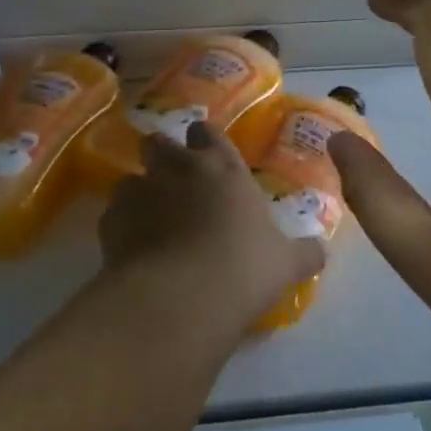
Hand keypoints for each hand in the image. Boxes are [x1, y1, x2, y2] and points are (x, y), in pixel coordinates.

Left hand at [99, 122, 324, 338]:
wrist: (181, 297)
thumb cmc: (244, 268)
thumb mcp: (286, 263)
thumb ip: (304, 253)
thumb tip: (320, 251)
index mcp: (222, 167)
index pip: (208, 133)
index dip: (204, 139)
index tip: (205, 151)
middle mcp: (178, 169)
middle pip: (159, 143)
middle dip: (162, 155)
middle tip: (173, 181)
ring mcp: (140, 191)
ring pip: (131, 178)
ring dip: (140, 192)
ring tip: (149, 220)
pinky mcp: (110, 221)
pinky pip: (113, 214)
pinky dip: (122, 226)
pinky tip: (132, 249)